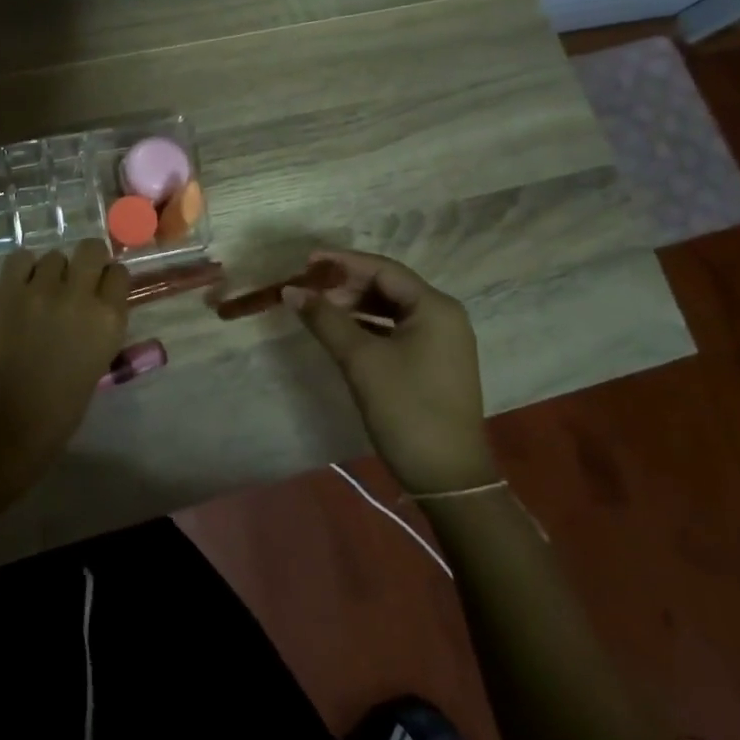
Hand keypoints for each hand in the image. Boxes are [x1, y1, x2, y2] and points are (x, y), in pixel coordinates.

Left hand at [0, 240, 129, 473]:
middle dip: (86, 260)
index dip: (109, 278)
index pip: (119, 272)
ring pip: (54, 256)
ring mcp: (41, 289)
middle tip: (75, 279)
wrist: (10, 422)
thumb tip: (95, 303)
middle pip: (90, 249)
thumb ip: (101, 325)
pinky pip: (20, 259)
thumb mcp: (100, 360)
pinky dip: (23, 268)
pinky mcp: (8, 291)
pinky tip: (22, 286)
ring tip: (42, 291)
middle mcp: (80, 295)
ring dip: (52, 270)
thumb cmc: (63, 407)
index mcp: (110, 318)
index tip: (101, 288)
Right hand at [286, 250, 495, 495]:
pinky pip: (396, 330)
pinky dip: (368, 326)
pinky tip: (342, 332)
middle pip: (388, 286)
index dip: (342, 262)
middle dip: (346, 284)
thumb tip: (291, 290)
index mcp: (435, 307)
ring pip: (391, 309)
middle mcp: (444, 316)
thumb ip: (325, 319)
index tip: (306, 262)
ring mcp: (442, 341)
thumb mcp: (361, 360)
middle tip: (308, 289)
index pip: (383, 269)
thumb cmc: (406, 408)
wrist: (448, 478)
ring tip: (318, 308)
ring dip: (355, 305)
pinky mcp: (434, 363)